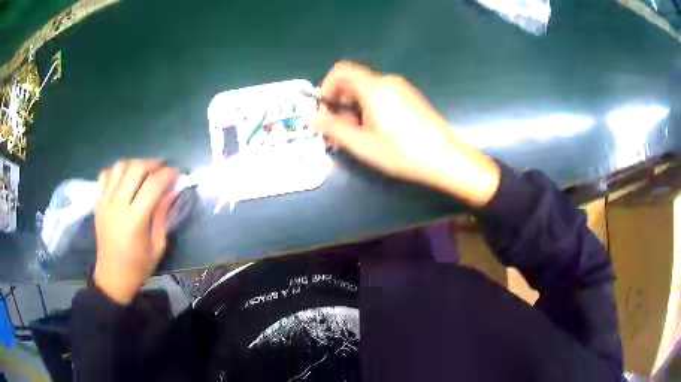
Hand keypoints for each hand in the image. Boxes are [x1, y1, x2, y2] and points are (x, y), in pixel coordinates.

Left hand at [93, 160, 178, 303]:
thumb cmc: (138, 266)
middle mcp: (117, 206)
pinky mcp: (97, 203)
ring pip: (120, 166)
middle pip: (135, 168)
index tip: (176, 174)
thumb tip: (171, 191)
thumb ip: (163, 215)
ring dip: (135, 165)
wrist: (112, 277)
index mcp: (135, 220)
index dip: (167, 174)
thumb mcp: (158, 246)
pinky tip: (124, 180)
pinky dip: (117, 172)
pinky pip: (105, 175)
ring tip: (143, 173)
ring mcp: (105, 202)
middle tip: (161, 170)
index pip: (153, 185)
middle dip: (152, 164)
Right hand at [312, 62, 499, 206]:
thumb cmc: (403, 152)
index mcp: (374, 87)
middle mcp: (387, 81)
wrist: (447, 158)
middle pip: (353, 81)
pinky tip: (376, 131)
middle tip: (339, 129)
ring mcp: (401, 88)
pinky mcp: (410, 98)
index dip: (326, 88)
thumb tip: (311, 118)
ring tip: (357, 135)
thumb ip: (334, 128)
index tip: (325, 111)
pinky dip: (370, 108)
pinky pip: (382, 95)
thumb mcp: (363, 144)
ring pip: (367, 90)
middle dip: (340, 102)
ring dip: (355, 107)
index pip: (340, 71)